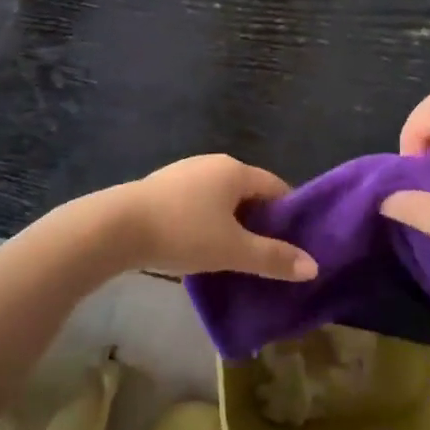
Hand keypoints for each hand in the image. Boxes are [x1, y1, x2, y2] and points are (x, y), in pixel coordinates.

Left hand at [99, 154, 317, 281]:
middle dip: (260, 221)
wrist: (116, 227)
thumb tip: (313, 266)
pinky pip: (197, 203)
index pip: (275, 186)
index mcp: (235, 170)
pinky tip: (199, 246)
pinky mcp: (162, 187)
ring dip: (232, 223)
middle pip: (248, 191)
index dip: (289, 213)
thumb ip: (273, 258)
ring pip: (221, 198)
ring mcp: (185, 172)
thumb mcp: (232, 250)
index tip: (295, 243)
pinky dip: (207, 222)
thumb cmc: (183, 233)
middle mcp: (213, 163)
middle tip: (267, 255)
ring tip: (234, 256)